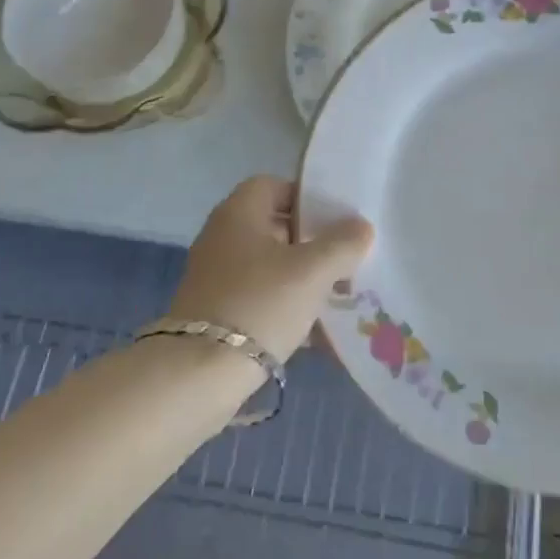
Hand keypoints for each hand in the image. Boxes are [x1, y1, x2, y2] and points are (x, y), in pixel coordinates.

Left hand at [166, 177, 373, 361]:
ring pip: (268, 266)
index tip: (336, 220)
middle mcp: (222, 237)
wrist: (199, 373)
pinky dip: (284, 307)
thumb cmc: (260, 304)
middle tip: (344, 260)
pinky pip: (258, 298)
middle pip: (273, 226)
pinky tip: (313, 332)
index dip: (306, 197)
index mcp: (239, 213)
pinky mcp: (215, 311)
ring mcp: (215, 276)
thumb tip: (361, 226)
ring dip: (300, 278)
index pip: (274, 185)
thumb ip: (342, 244)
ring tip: (335, 297)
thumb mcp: (312, 271)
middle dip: (311, 242)